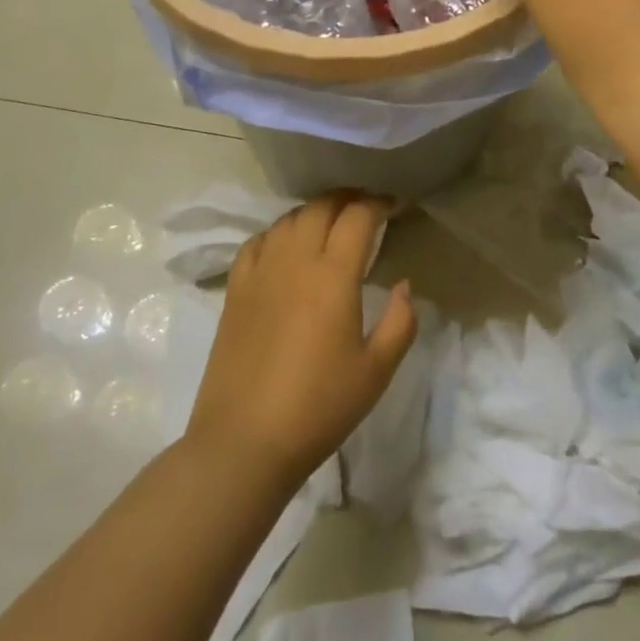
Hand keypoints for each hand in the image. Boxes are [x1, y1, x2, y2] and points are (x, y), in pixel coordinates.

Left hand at [186, 194, 416, 491]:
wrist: (245, 441)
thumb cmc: (319, 407)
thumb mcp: (376, 371)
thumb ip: (400, 322)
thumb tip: (404, 285)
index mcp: (333, 275)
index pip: (357, 217)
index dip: (377, 203)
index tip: (391, 204)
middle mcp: (295, 260)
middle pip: (321, 207)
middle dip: (346, 198)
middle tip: (364, 207)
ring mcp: (261, 272)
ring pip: (288, 219)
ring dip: (313, 212)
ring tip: (329, 223)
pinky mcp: (236, 290)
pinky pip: (257, 242)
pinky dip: (277, 233)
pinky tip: (285, 247)